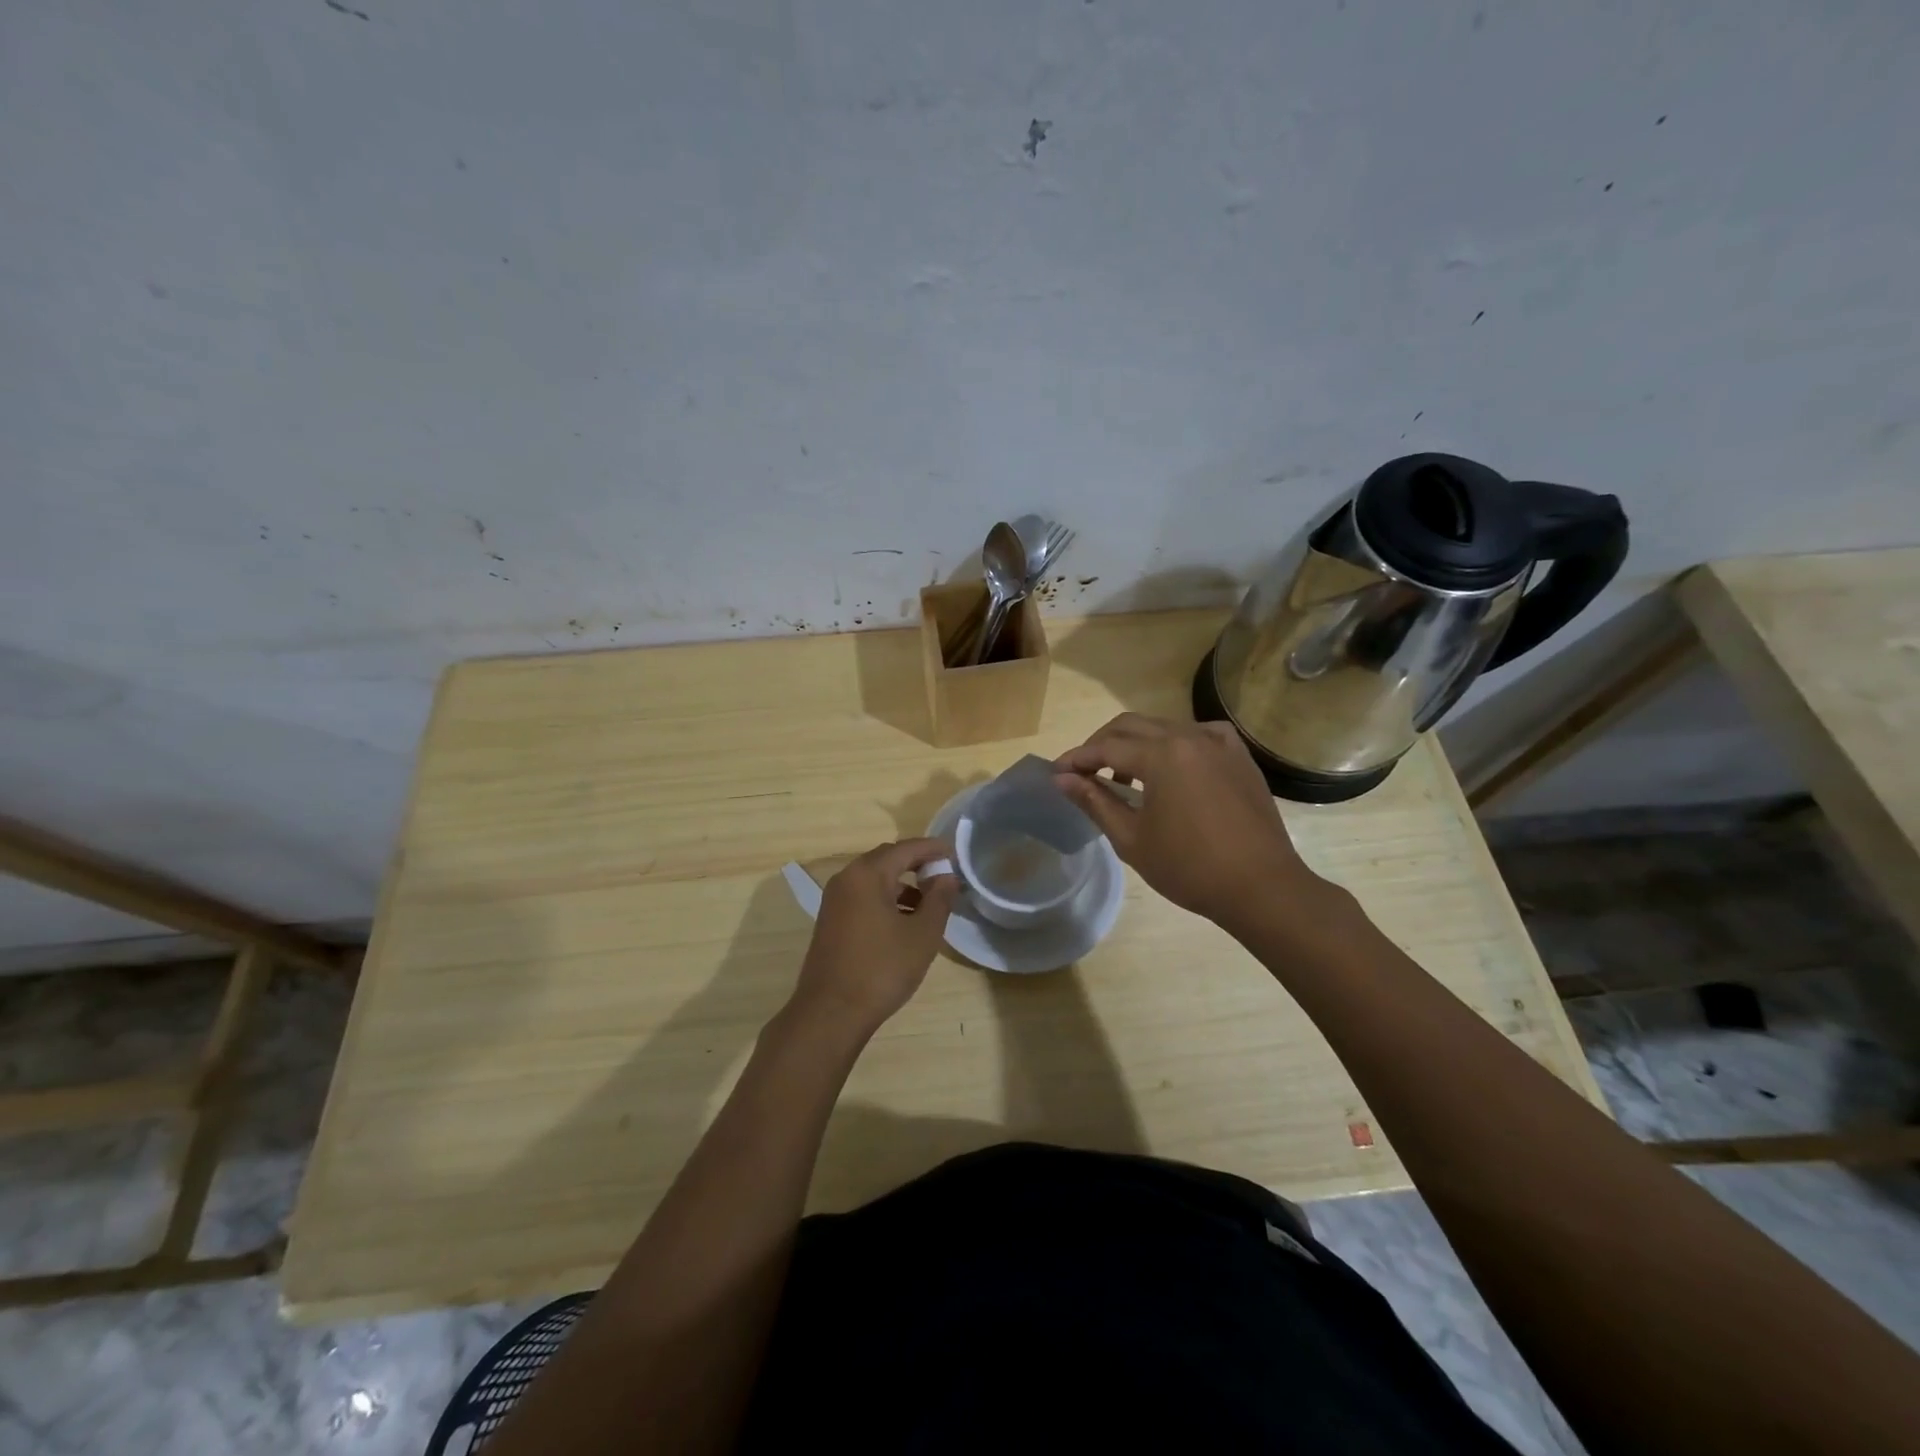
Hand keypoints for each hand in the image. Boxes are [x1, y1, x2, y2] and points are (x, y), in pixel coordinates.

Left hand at [790, 838, 959, 1037]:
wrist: (831, 1013)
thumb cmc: (881, 969)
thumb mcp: (922, 935)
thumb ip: (939, 900)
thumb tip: (947, 876)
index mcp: (867, 874)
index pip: (905, 848)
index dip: (932, 848)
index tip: (955, 853)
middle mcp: (846, 879)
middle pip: (887, 859)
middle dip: (917, 864)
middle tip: (944, 875)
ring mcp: (834, 900)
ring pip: (874, 879)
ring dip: (902, 884)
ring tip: (930, 903)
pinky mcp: (831, 920)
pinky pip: (863, 896)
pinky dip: (886, 899)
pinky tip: (905, 922)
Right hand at [1054, 713, 1329, 935]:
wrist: (1262, 888)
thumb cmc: (1190, 868)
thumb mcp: (1132, 839)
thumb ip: (1096, 802)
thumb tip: (1062, 779)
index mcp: (1162, 755)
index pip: (1106, 747)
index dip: (1077, 758)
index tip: (1056, 774)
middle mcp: (1190, 736)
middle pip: (1131, 726)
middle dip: (1101, 744)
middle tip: (1083, 772)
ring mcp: (1219, 743)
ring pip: (1163, 727)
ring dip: (1135, 744)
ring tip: (1123, 778)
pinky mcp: (1239, 756)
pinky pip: (1197, 735)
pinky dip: (1173, 745)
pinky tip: (1171, 768)